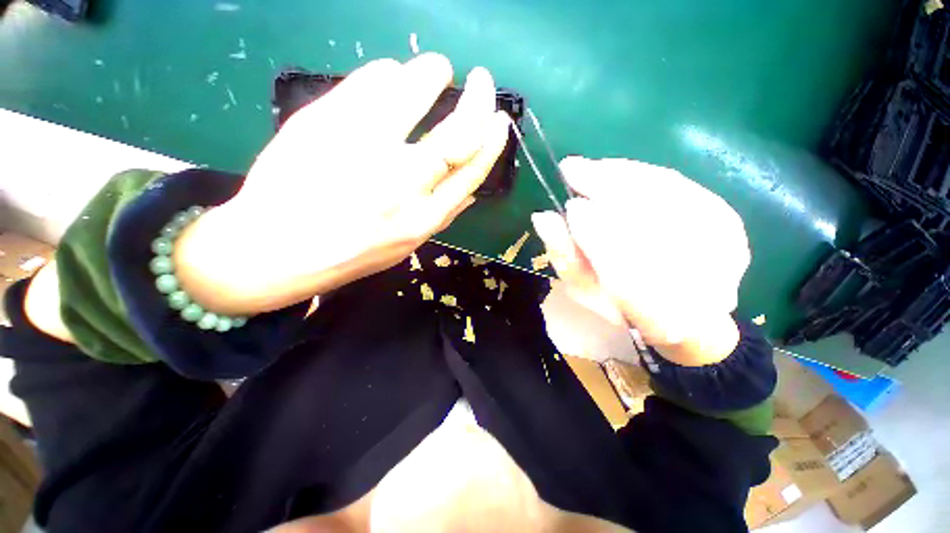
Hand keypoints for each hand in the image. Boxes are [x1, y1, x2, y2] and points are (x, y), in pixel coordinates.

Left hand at [176, 54, 510, 313]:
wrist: (274, 251)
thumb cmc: (348, 254)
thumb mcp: (405, 245)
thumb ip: (440, 215)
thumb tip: (469, 188)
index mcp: (421, 219)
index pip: (471, 173)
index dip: (491, 143)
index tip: (499, 119)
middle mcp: (400, 184)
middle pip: (456, 133)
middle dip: (478, 101)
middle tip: (483, 80)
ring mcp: (361, 149)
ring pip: (413, 95)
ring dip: (432, 73)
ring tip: (437, 68)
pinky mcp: (324, 123)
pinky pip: (368, 83)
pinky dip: (388, 72)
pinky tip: (391, 74)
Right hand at [532, 157, 749, 365]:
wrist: (684, 314)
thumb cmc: (623, 305)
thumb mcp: (583, 288)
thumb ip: (563, 255)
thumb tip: (543, 217)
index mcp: (654, 312)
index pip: (620, 264)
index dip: (594, 228)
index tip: (568, 198)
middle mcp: (698, 282)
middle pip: (646, 220)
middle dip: (606, 188)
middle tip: (572, 168)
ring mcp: (722, 251)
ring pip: (667, 198)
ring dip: (624, 176)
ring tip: (591, 167)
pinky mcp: (730, 227)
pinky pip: (682, 189)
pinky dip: (646, 176)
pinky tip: (619, 171)